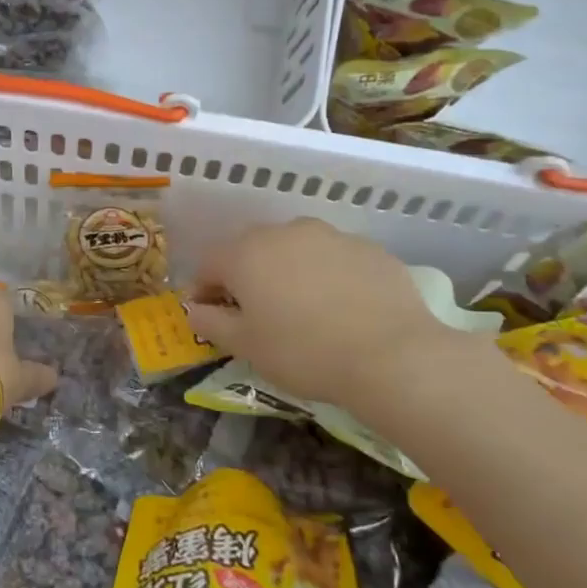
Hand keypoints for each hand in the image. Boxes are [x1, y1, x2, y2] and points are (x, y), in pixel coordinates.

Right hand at [186, 218, 478, 406]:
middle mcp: (285, 232)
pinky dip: (328, 277)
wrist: (391, 355)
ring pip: (296, 250)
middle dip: (247, 277)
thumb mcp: (245, 346)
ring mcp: (331, 236)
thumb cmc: (302, 352)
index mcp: (246, 253)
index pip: (209, 263)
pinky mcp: (369, 248)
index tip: (211, 316)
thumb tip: (194, 308)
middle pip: (253, 250)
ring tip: (303, 310)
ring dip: (289, 273)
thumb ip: (211, 322)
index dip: (204, 289)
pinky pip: (335, 260)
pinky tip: (342, 310)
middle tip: (256, 314)